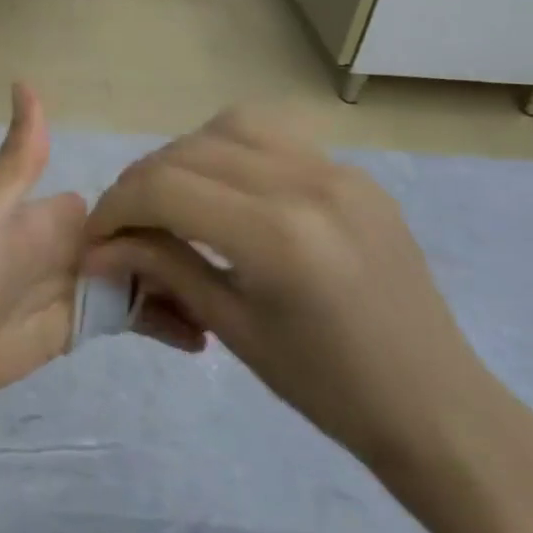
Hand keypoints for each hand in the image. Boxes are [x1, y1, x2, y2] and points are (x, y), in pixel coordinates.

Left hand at [0, 84, 206, 419]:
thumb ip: (18, 160)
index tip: (223, 221)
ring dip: (184, 293)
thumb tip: (25, 81)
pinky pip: (128, 322)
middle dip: (187, 259)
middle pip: (144, 247)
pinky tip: (204, 341)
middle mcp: (72, 248)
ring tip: (239, 312)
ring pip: (144, 284)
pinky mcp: (74, 330)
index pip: (128, 206)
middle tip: (247, 278)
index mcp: (56, 216)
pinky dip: (163, 326)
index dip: (169, 212)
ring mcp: (76, 290)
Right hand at [84, 109, 513, 482]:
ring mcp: (337, 171)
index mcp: (277, 236)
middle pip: (187, 152)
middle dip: (140, 184)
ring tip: (173, 199)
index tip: (96, 237)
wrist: (436, 405)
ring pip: (227, 127)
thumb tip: (98, 247)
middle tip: (125, 225)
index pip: (163, 188)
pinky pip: (272, 137)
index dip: (115, 207)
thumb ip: (162, 268)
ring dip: (183, 156)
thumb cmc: (327, 388)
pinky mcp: (354, 173)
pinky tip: (225, 191)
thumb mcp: (231, 328)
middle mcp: (306, 184)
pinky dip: (229, 151)